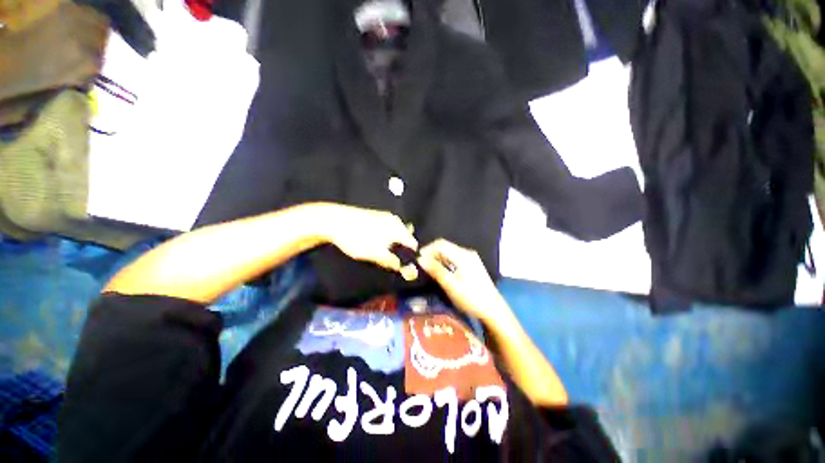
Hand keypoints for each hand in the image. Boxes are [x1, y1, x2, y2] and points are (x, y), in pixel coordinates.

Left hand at [315, 204, 419, 279]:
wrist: (334, 221)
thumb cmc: (357, 239)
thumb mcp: (376, 254)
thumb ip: (393, 262)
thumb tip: (408, 271)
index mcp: (398, 228)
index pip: (413, 245)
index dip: (410, 257)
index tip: (403, 266)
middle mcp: (395, 220)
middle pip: (405, 239)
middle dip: (401, 251)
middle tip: (390, 261)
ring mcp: (385, 216)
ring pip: (395, 234)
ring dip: (392, 245)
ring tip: (380, 253)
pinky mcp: (376, 216)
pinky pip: (387, 229)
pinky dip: (385, 238)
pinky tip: (374, 243)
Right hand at [416, 239, 509, 323]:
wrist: (494, 311)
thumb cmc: (472, 298)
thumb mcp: (451, 285)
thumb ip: (435, 270)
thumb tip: (420, 259)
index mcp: (463, 255)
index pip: (440, 244)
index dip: (427, 249)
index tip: (417, 260)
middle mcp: (467, 253)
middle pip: (444, 247)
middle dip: (431, 254)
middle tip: (421, 266)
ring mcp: (470, 259)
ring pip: (449, 253)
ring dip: (437, 259)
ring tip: (428, 270)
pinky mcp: (471, 265)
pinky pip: (454, 258)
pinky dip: (444, 262)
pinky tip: (440, 272)